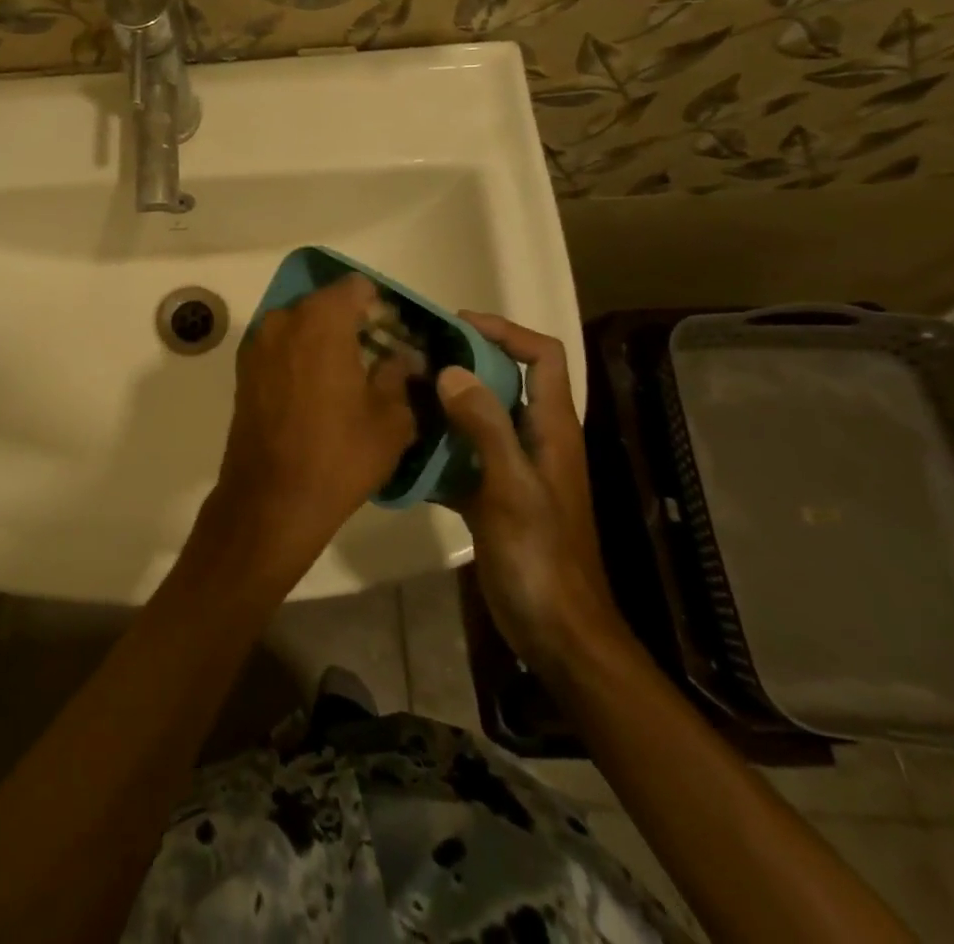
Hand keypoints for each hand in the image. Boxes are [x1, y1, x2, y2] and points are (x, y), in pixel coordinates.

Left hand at [201, 274, 414, 582]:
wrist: (270, 499)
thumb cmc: (338, 455)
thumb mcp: (390, 419)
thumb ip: (398, 375)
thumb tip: (403, 357)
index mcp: (321, 320)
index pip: (356, 287)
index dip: (380, 305)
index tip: (395, 332)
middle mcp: (283, 319)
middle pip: (325, 303)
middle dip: (352, 321)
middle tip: (378, 354)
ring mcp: (257, 343)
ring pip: (300, 324)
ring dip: (324, 339)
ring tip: (350, 375)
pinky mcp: (244, 368)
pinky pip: (280, 346)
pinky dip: (300, 355)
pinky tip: (319, 389)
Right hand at [436, 313, 626, 675]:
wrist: (555, 630)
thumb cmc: (540, 555)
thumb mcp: (512, 487)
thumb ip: (484, 427)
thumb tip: (449, 370)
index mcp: (551, 427)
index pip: (543, 356)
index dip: (506, 331)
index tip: (457, 325)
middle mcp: (533, 438)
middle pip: (504, 379)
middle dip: (463, 360)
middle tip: (413, 353)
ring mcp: (511, 467)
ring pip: (478, 415)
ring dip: (444, 401)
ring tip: (398, 390)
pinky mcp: (491, 493)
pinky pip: (460, 454)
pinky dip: (435, 445)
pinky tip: (400, 448)